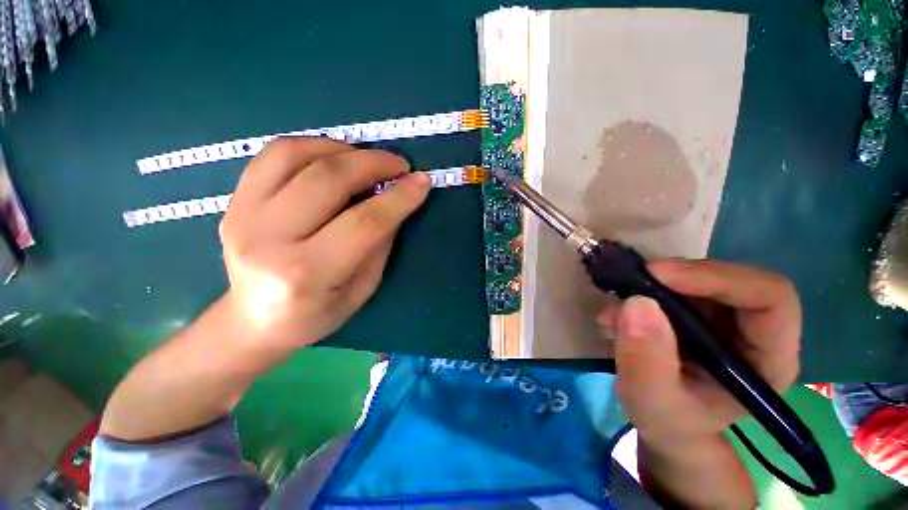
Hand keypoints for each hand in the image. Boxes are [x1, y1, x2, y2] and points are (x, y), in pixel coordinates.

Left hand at [219, 137, 428, 351]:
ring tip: (368, 159)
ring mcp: (243, 216)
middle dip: (373, 164)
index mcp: (307, 274)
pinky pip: (272, 155)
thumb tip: (396, 201)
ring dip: (343, 149)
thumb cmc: (316, 313)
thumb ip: (380, 243)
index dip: (398, 198)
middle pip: (328, 180)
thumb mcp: (363, 288)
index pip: (364, 223)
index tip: (421, 182)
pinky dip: (312, 146)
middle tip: (399, 165)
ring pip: (295, 155)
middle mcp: (268, 240)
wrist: (253, 321)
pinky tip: (334, 156)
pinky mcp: (233, 201)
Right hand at [598, 259, 800, 446]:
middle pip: (732, 280)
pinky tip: (617, 314)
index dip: (717, 278)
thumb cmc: (669, 421)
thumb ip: (646, 360)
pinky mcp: (700, 313)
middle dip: (678, 278)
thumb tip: (638, 302)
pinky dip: (642, 292)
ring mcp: (727, 319)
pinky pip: (675, 286)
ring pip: (699, 279)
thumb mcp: (652, 401)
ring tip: (616, 310)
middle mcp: (755, 331)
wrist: (665, 423)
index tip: (659, 276)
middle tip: (632, 283)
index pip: (769, 298)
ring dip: (653, 286)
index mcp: (767, 359)